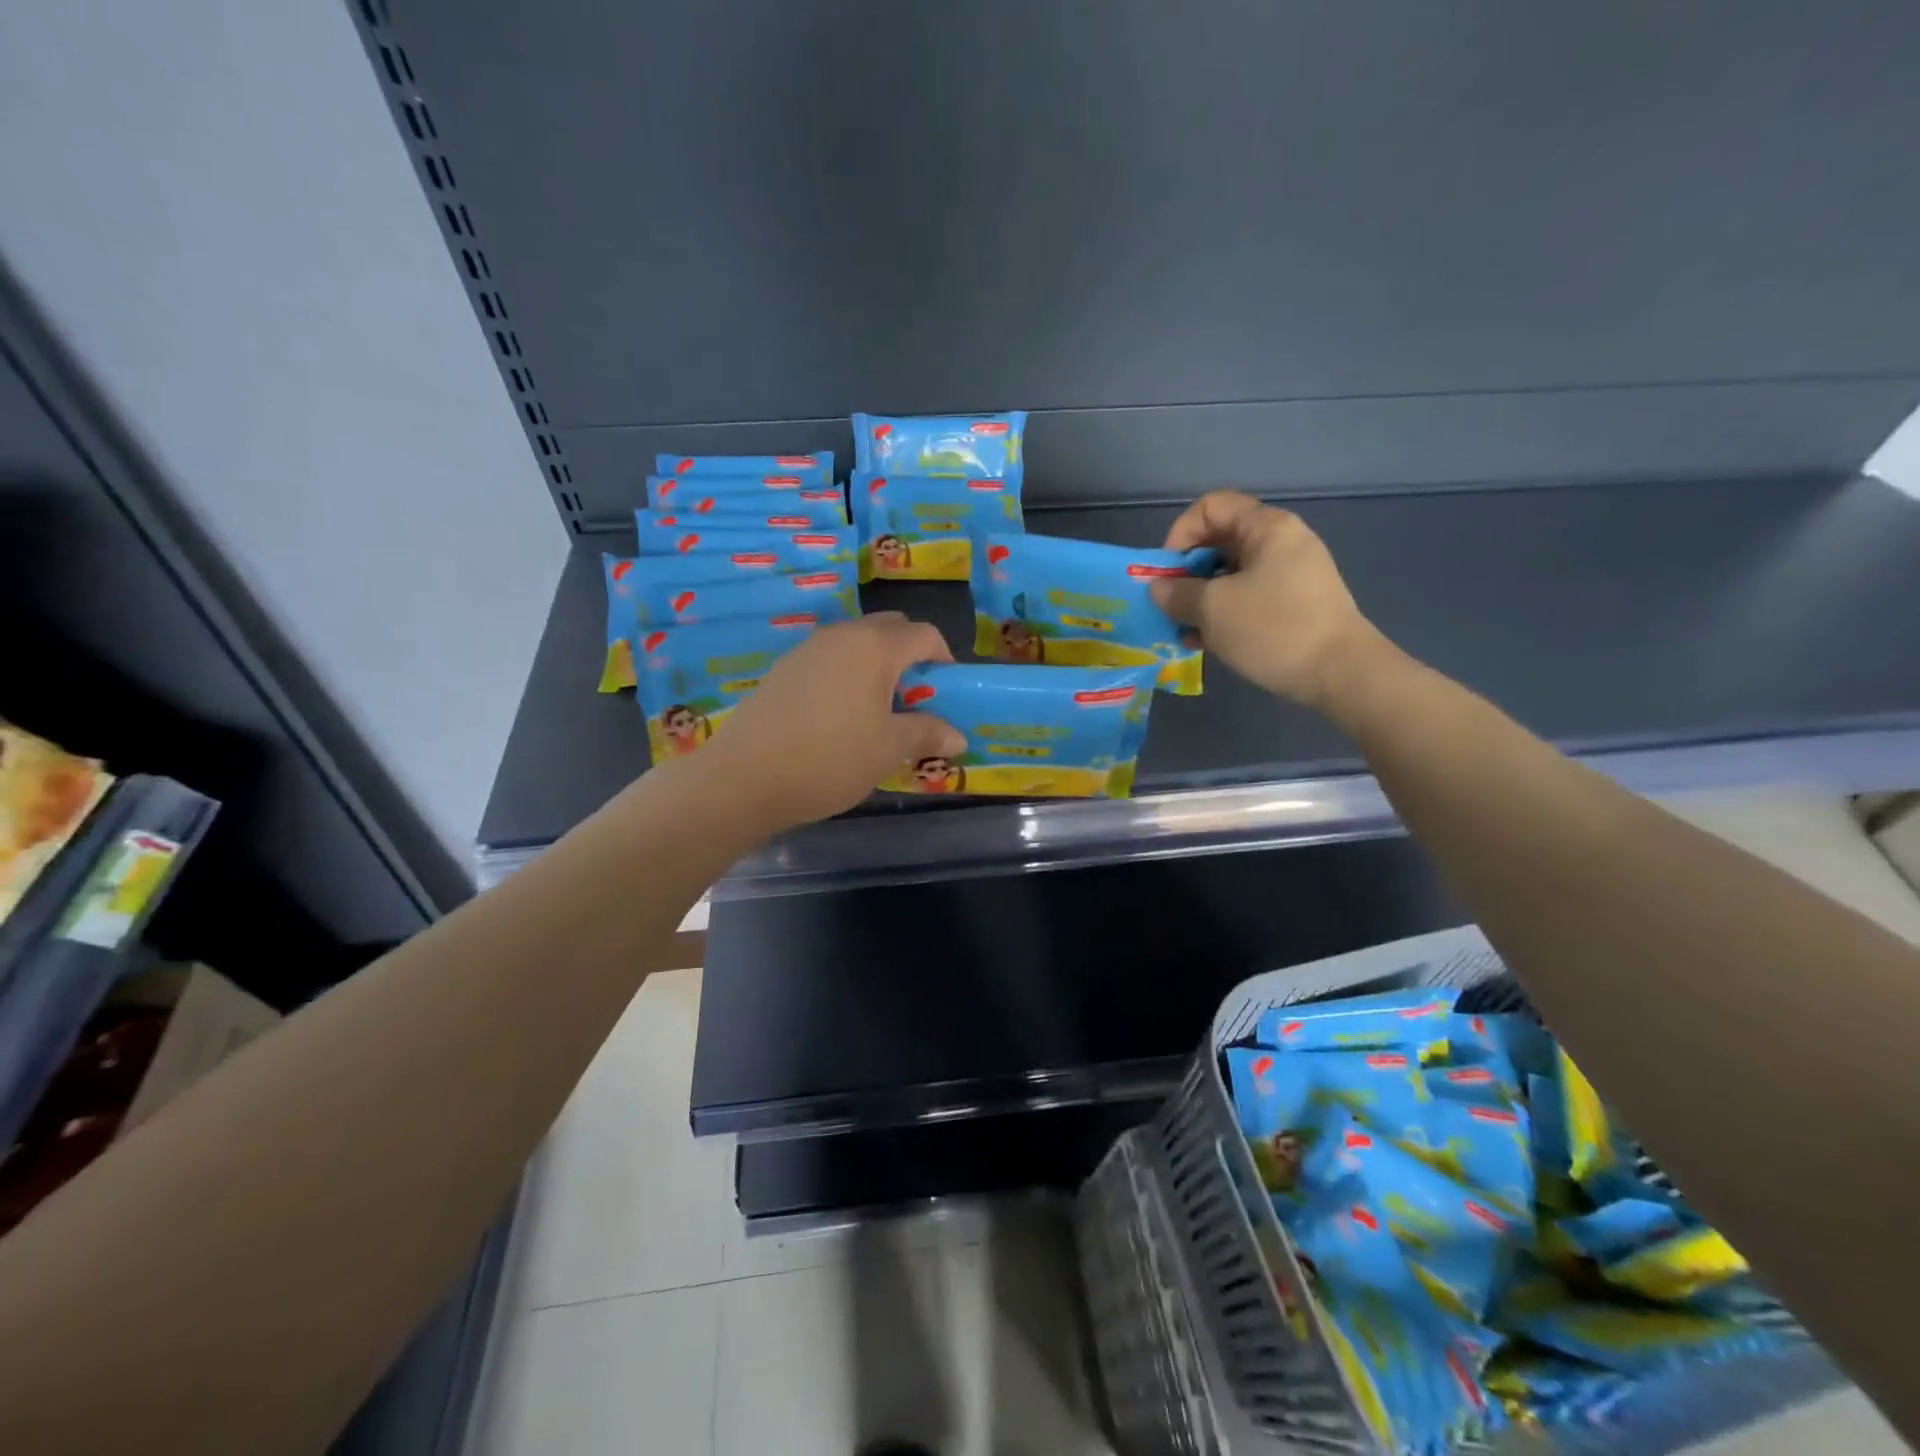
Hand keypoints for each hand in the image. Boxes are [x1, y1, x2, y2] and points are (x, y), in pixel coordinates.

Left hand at [700, 613, 964, 831]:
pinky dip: (846, 677)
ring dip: (876, 667)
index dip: (944, 660)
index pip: (924, 635)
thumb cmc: (830, 759)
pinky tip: (838, 718)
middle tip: (914, 700)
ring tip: (877, 712)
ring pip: (855, 644)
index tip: (947, 694)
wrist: (744, 777)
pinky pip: (828, 661)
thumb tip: (958, 737)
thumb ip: (926, 734)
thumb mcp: (888, 750)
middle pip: (889, 630)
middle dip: (910, 658)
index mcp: (875, 646)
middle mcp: (841, 636)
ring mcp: (807, 649)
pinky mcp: (783, 669)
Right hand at [1151, 491, 1385, 708]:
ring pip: (1230, 575)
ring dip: (1200, 598)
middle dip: (1186, 572)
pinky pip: (1247, 598)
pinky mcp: (1292, 605)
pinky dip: (1222, 614)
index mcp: (1266, 527)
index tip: (1167, 572)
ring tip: (1182, 629)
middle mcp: (1281, 542)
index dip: (1180, 534)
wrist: (1340, 673)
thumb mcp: (1213, 609)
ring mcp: (1289, 575)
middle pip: (1219, 541)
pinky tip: (1203, 642)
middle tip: (1169, 604)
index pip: (1210, 507)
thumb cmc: (1273, 628)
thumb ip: (1178, 594)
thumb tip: (1158, 588)